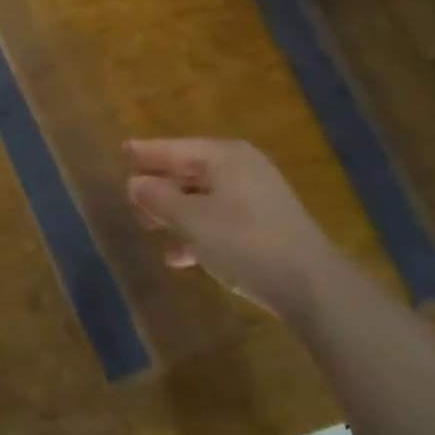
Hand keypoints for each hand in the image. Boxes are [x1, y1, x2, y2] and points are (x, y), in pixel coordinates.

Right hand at [125, 138, 327, 305]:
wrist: (311, 287)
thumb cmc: (244, 241)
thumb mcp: (192, 219)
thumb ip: (159, 198)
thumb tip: (134, 183)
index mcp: (226, 157)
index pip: (177, 147)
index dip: (148, 151)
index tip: (122, 150)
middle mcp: (243, 170)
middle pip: (191, 171)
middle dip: (161, 185)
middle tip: (130, 193)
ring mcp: (258, 199)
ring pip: (205, 198)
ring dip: (176, 212)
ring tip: (147, 226)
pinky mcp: (266, 229)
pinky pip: (221, 221)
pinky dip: (198, 233)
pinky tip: (179, 257)